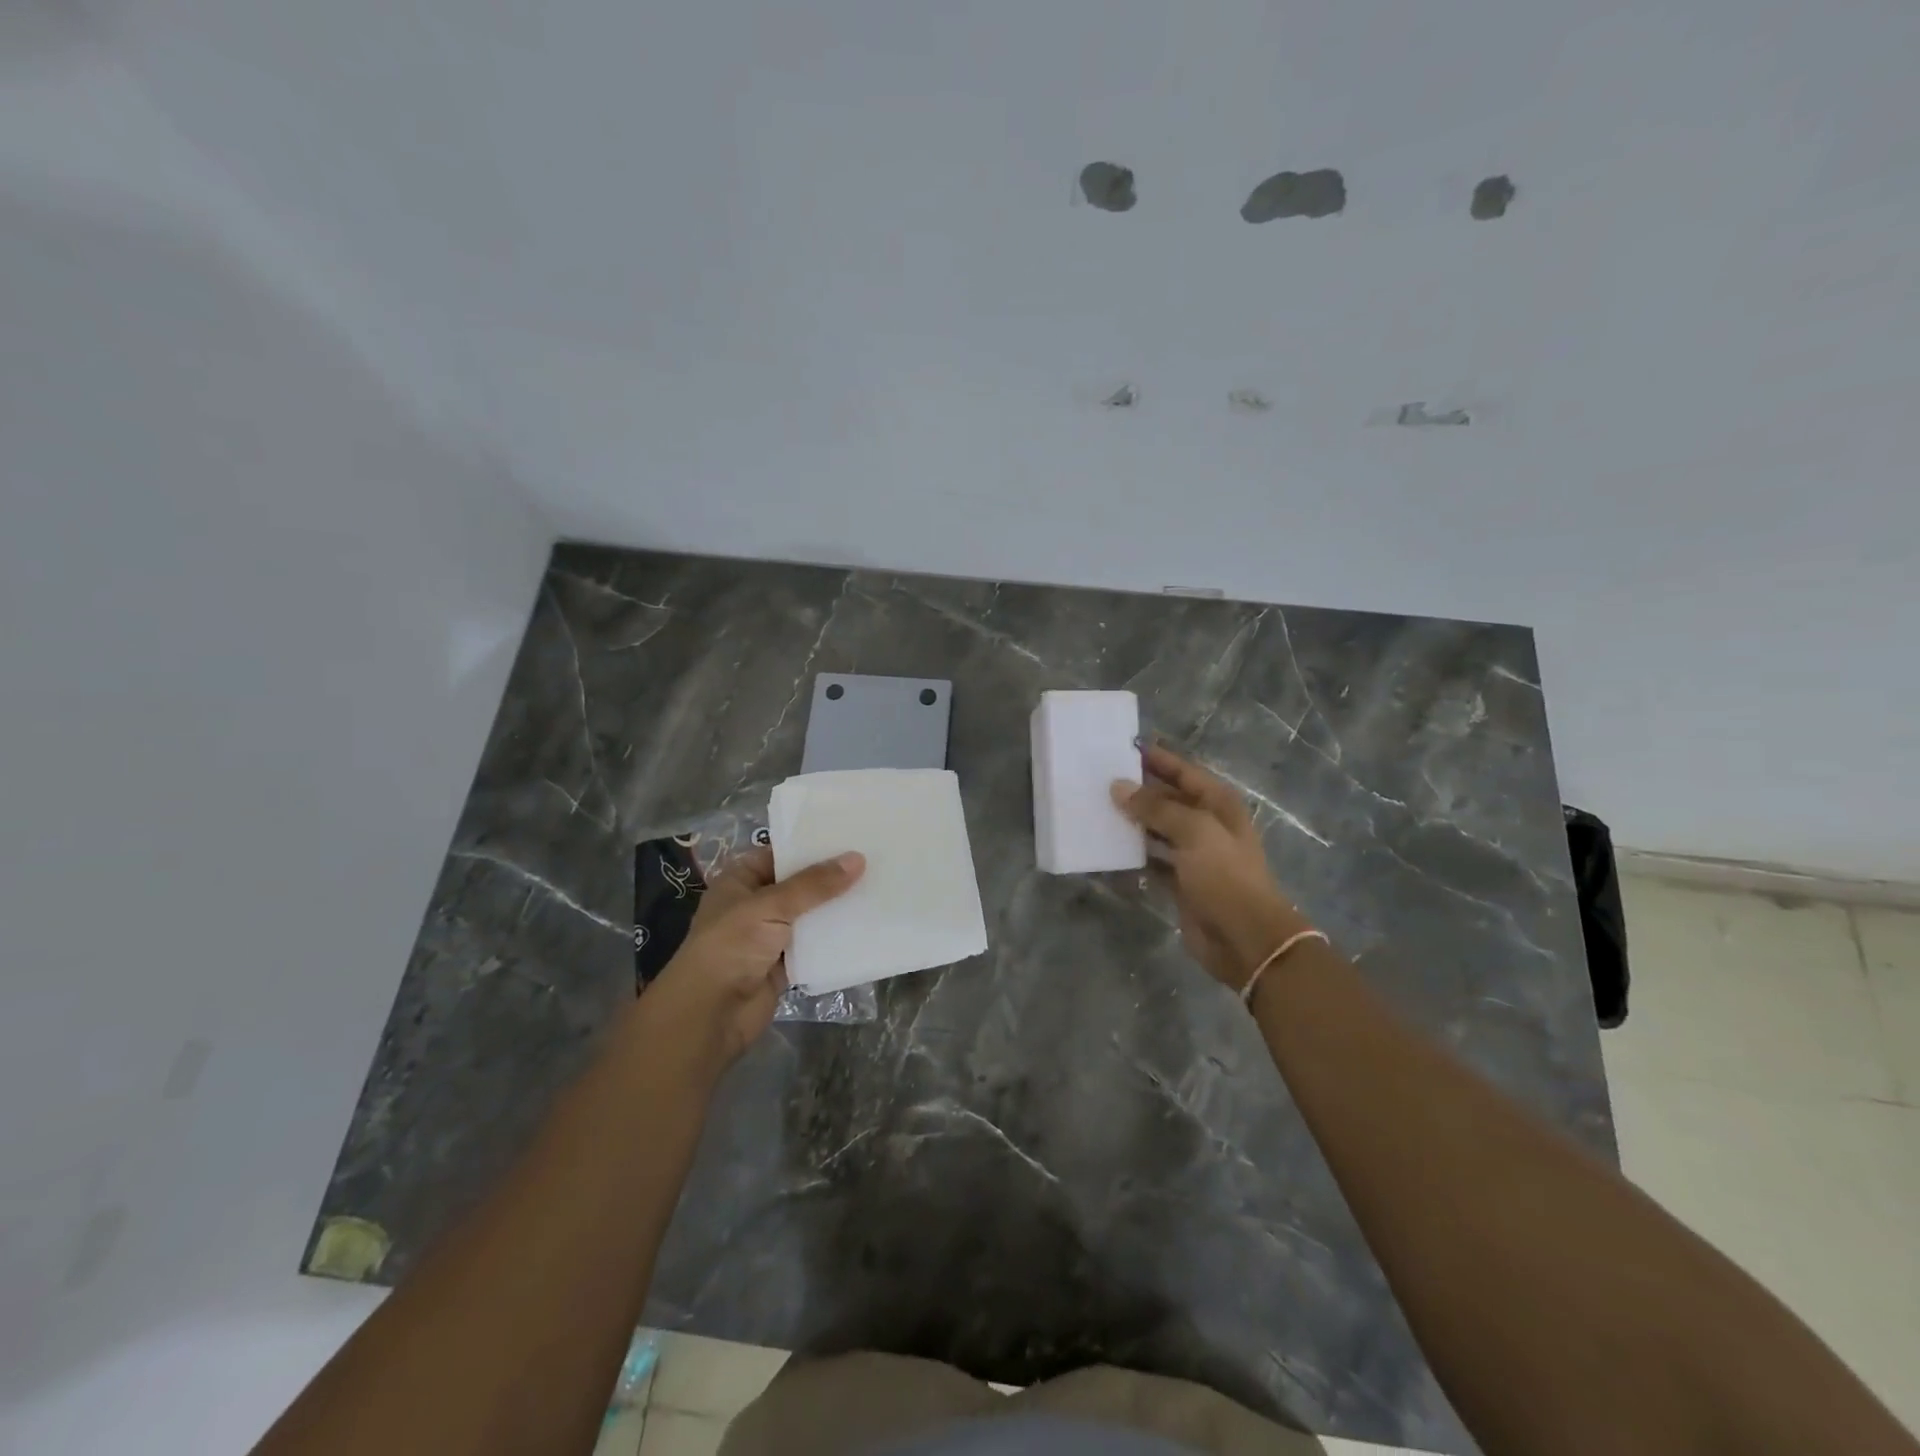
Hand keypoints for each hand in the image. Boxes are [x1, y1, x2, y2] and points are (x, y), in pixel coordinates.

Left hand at [644, 846, 864, 1069]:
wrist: (710, 1015)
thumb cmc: (731, 946)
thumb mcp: (771, 906)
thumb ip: (815, 885)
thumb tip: (857, 858)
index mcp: (741, 880)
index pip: (780, 854)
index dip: (811, 846)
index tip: (850, 836)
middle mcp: (754, 905)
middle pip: (799, 885)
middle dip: (831, 878)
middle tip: (873, 860)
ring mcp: (769, 936)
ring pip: (809, 916)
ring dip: (835, 909)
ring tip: (877, 889)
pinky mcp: (783, 965)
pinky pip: (814, 946)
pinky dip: (834, 940)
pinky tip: (865, 926)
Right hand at [1111, 745, 1313, 991]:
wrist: (1245, 938)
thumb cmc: (1225, 876)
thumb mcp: (1194, 832)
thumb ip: (1156, 807)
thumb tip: (1118, 787)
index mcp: (1218, 804)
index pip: (1183, 771)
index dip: (1156, 758)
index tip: (1121, 747)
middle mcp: (1206, 824)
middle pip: (1167, 799)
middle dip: (1137, 790)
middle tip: (1098, 779)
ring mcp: (1193, 854)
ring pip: (1156, 829)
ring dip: (1131, 821)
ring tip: (1096, 808)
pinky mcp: (1179, 881)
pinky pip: (1150, 859)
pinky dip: (1132, 854)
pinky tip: (1106, 847)